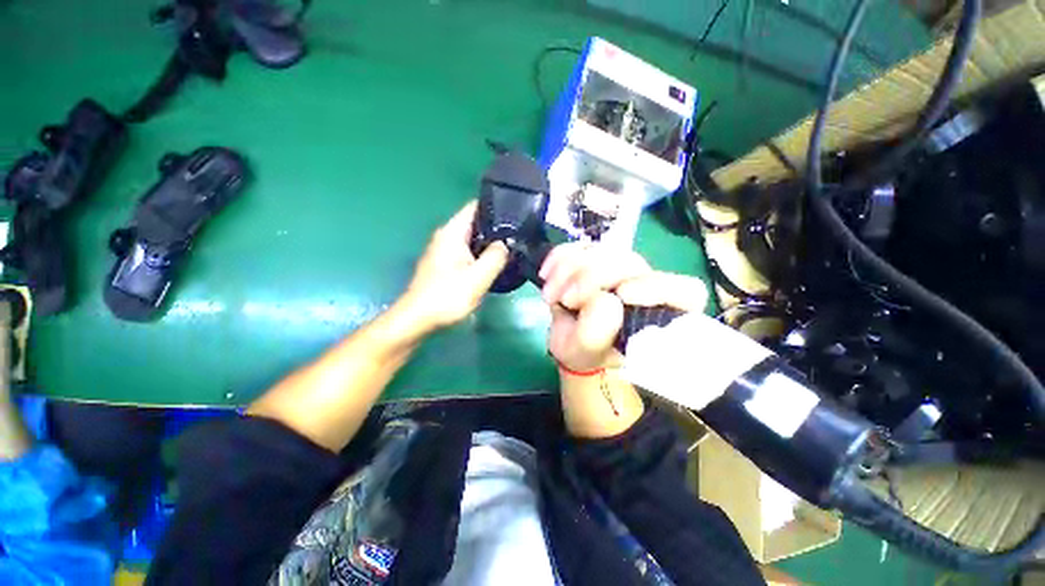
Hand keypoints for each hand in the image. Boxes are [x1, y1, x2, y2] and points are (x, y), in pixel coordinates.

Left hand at [399, 201, 508, 333]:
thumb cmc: (447, 296)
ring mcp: (443, 251)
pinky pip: (466, 252)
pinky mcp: (443, 264)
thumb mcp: (478, 277)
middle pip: (474, 223)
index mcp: (452, 233)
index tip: (515, 214)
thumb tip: (506, 243)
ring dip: (488, 244)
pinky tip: (492, 265)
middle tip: (518, 236)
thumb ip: (496, 256)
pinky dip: (479, 255)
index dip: (495, 207)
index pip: (474, 207)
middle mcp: (445, 237)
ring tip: (511, 249)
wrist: (417, 319)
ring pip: (471, 239)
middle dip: (496, 228)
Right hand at [540, 243, 707, 370]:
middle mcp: (647, 286)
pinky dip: (560, 257)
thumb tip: (605, 299)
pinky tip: (547, 274)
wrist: (572, 341)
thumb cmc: (586, 353)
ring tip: (551, 296)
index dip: (658, 286)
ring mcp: (621, 268)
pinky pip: (580, 245)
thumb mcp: (587, 352)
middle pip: (629, 263)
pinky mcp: (598, 258)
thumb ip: (598, 333)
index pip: (685, 291)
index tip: (623, 294)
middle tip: (565, 300)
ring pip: (602, 250)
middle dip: (591, 278)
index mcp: (660, 314)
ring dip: (569, 270)